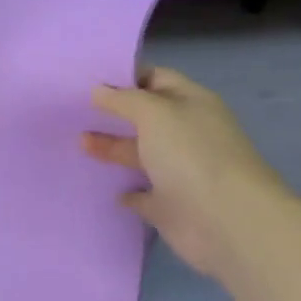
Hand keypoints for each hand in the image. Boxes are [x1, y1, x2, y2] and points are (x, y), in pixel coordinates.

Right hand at [83, 68, 287, 284]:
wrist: (226, 221)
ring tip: (78, 143)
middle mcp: (186, 134)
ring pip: (141, 155)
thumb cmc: (190, 154)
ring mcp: (179, 171)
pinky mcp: (171, 207)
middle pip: (145, 118)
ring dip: (112, 149)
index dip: (125, 78)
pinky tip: (104, 187)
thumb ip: (123, 99)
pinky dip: (126, 192)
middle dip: (113, 114)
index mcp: (191, 103)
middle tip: (74, 112)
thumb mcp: (154, 112)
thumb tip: (99, 90)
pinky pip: (143, 195)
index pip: (156, 79)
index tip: (88, 81)